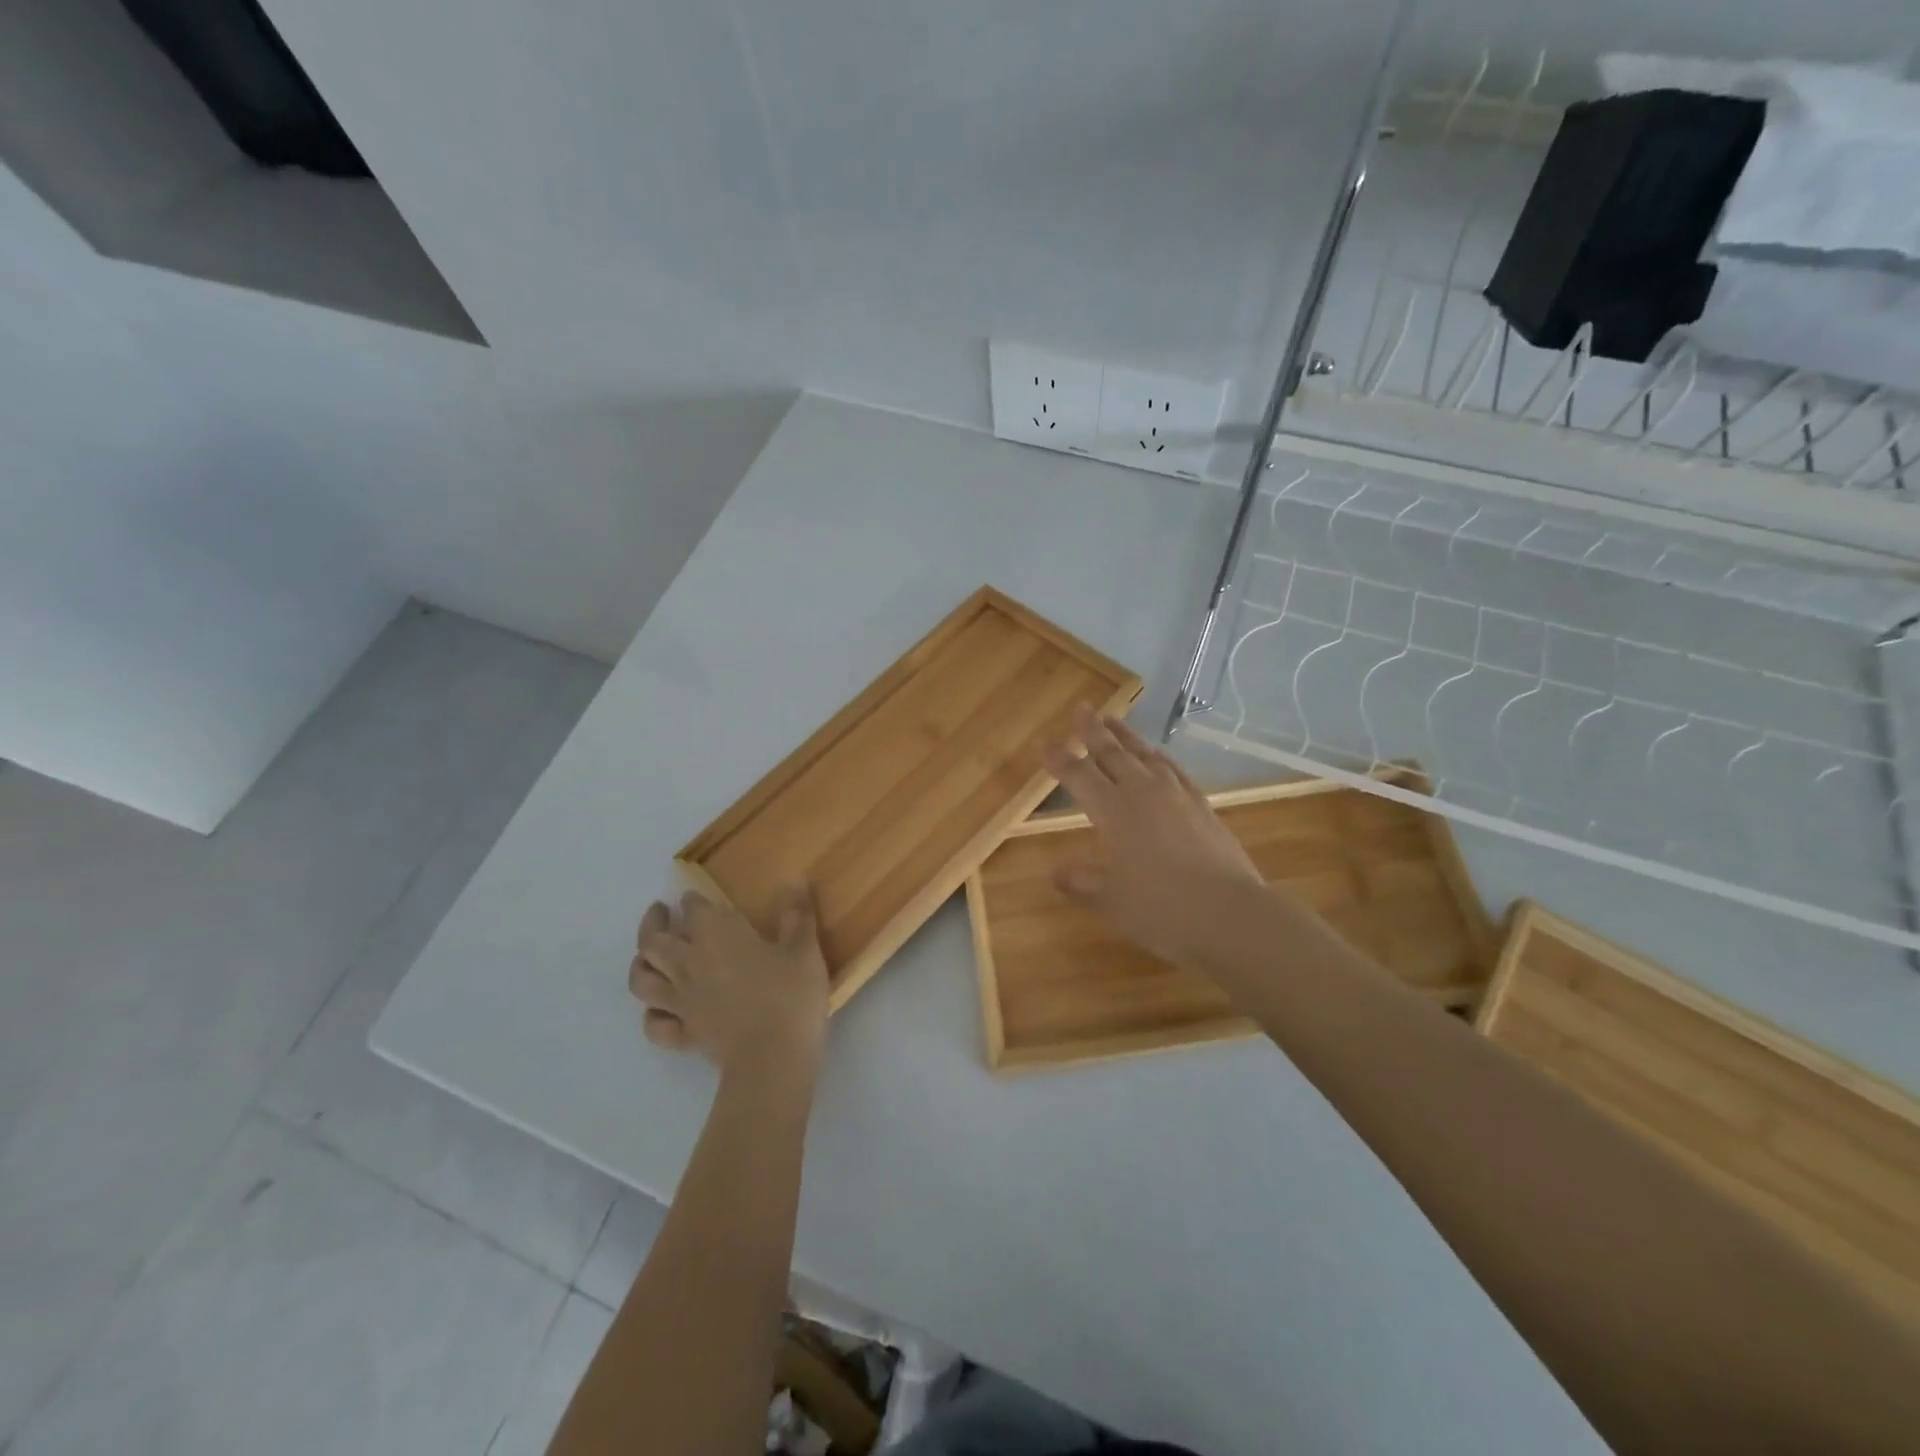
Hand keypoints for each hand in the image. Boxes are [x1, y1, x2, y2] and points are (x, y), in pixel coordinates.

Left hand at [629, 886, 829, 1077]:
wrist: (772, 1060)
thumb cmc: (790, 997)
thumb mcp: (804, 950)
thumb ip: (796, 914)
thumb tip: (793, 878)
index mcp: (717, 936)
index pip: (694, 908)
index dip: (693, 900)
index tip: (697, 896)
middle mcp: (689, 964)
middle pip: (653, 940)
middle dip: (653, 923)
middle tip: (661, 913)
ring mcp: (681, 1002)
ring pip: (642, 980)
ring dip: (640, 964)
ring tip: (649, 956)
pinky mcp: (684, 1035)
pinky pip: (654, 1024)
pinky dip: (652, 1014)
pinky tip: (662, 1009)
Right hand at [1043, 705, 1263, 966]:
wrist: (1230, 914)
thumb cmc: (1161, 909)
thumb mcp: (1110, 901)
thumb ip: (1080, 882)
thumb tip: (1055, 872)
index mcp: (1114, 811)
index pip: (1078, 776)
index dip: (1059, 759)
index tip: (1043, 741)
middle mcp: (1143, 793)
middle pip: (1113, 753)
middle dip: (1093, 731)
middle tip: (1081, 708)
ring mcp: (1177, 796)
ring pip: (1145, 754)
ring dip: (1126, 736)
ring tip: (1114, 720)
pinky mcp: (1202, 806)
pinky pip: (1175, 770)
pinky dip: (1160, 757)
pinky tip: (1158, 756)